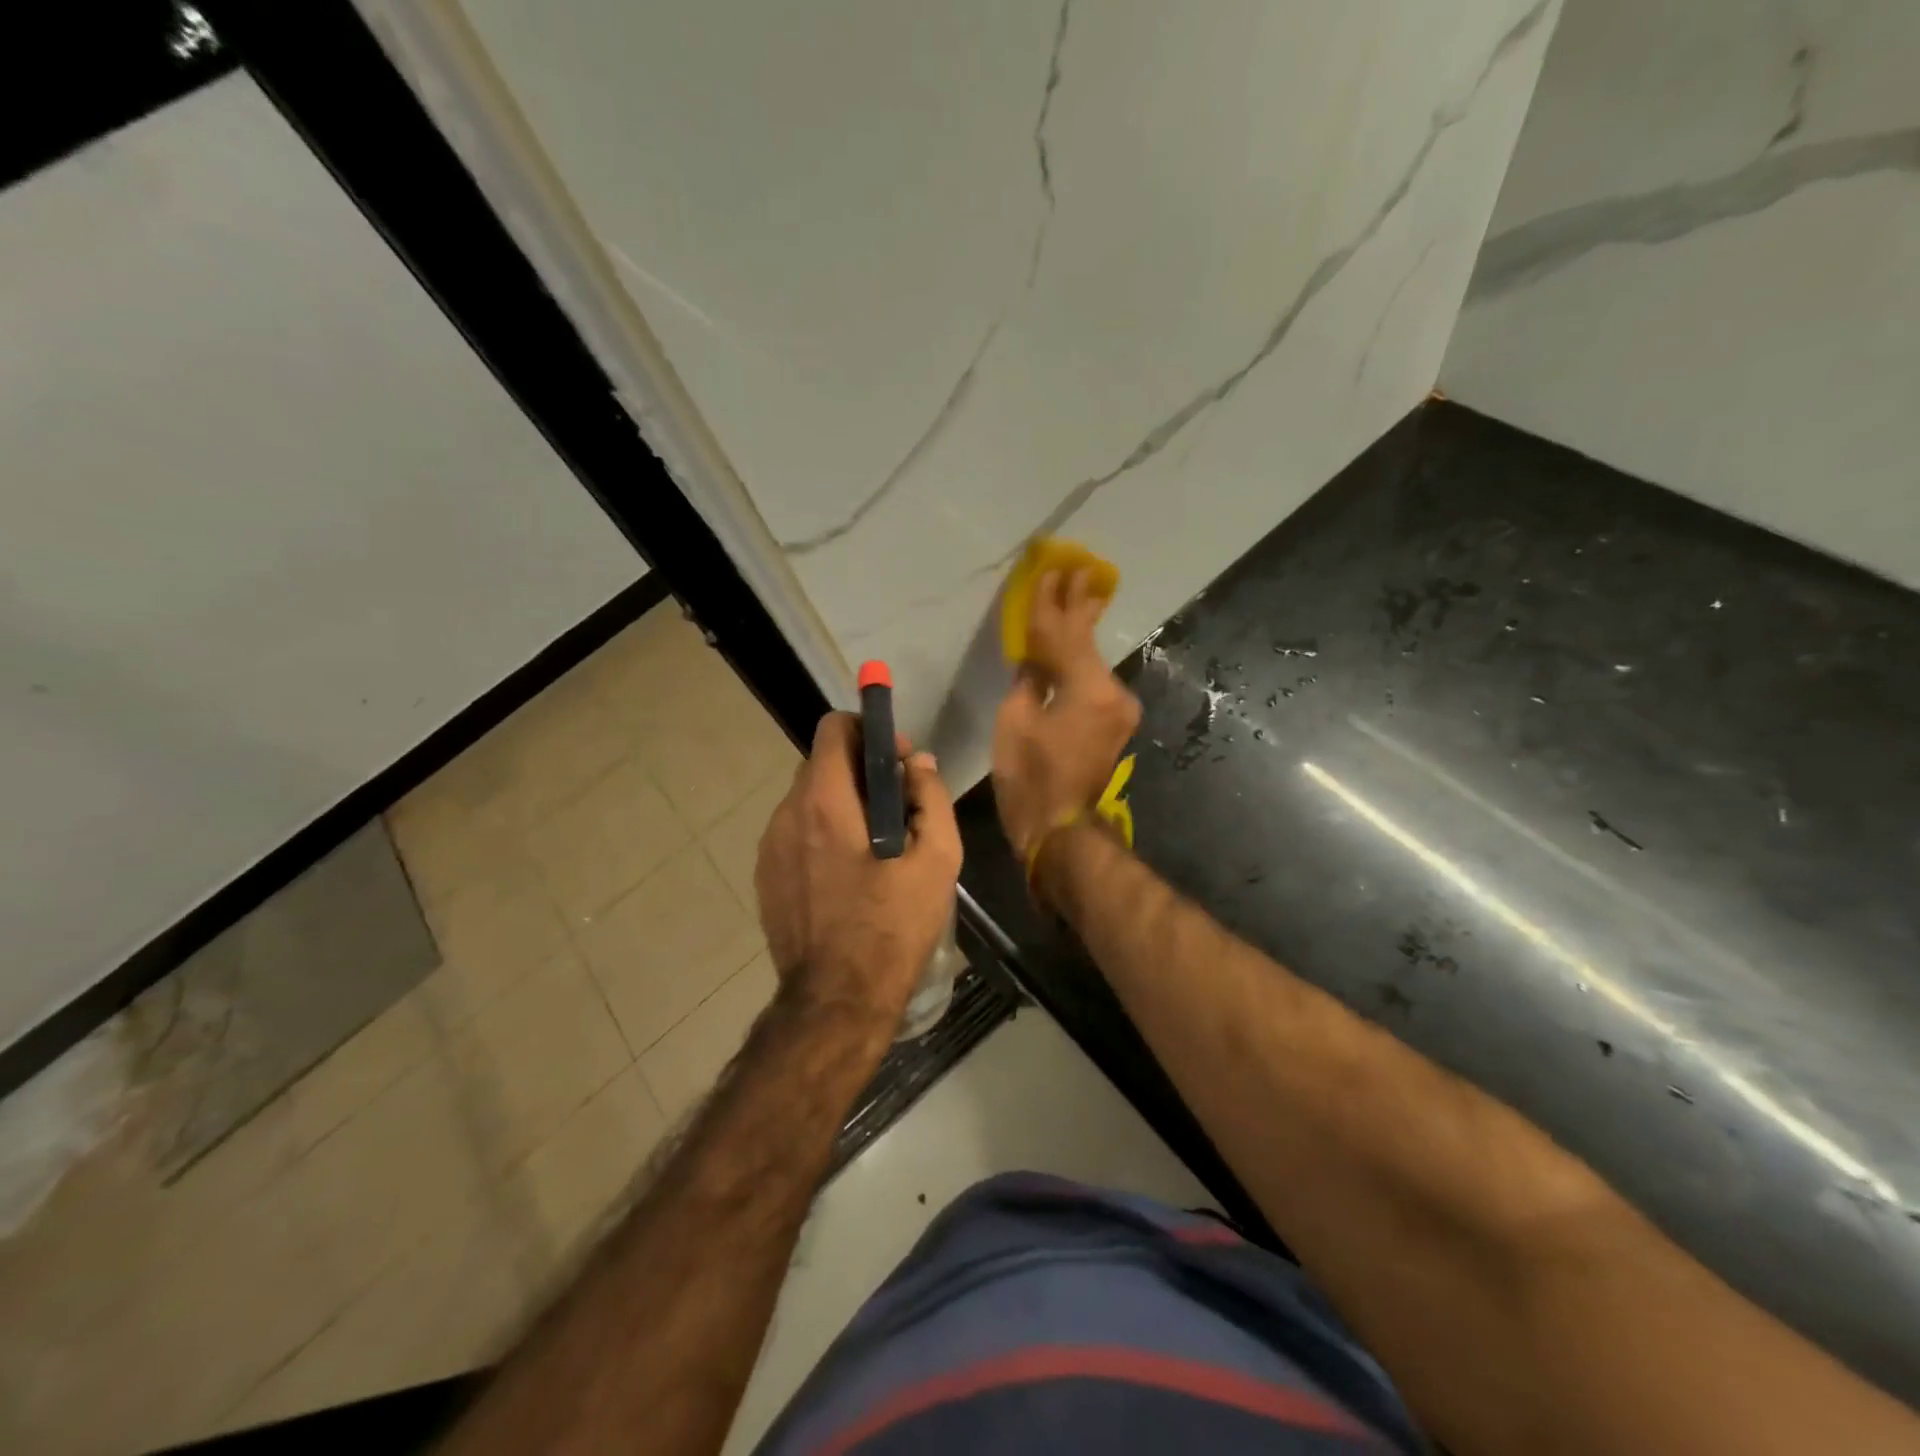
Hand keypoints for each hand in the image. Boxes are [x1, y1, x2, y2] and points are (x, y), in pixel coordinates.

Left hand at [755, 712, 961, 1020]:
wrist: (837, 1001)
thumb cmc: (892, 927)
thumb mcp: (937, 860)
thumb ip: (930, 797)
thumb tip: (919, 763)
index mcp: (824, 801)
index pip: (834, 729)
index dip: (870, 732)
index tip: (897, 761)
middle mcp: (786, 815)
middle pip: (822, 764)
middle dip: (861, 771)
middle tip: (898, 806)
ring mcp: (769, 848)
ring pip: (807, 801)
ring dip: (842, 805)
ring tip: (876, 846)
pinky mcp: (765, 877)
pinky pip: (795, 835)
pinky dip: (822, 835)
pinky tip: (849, 875)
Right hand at [992, 568, 1141, 863]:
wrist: (1061, 829)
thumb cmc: (1030, 779)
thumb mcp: (1015, 723)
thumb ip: (1027, 680)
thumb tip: (1033, 660)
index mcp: (1087, 688)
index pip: (1066, 633)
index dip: (1052, 602)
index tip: (1050, 570)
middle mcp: (1112, 692)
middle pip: (1088, 641)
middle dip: (1078, 606)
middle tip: (1076, 570)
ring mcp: (1118, 709)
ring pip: (1091, 662)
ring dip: (1078, 633)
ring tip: (1075, 596)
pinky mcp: (1114, 723)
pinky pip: (1092, 681)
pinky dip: (1079, 663)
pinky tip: (1072, 645)